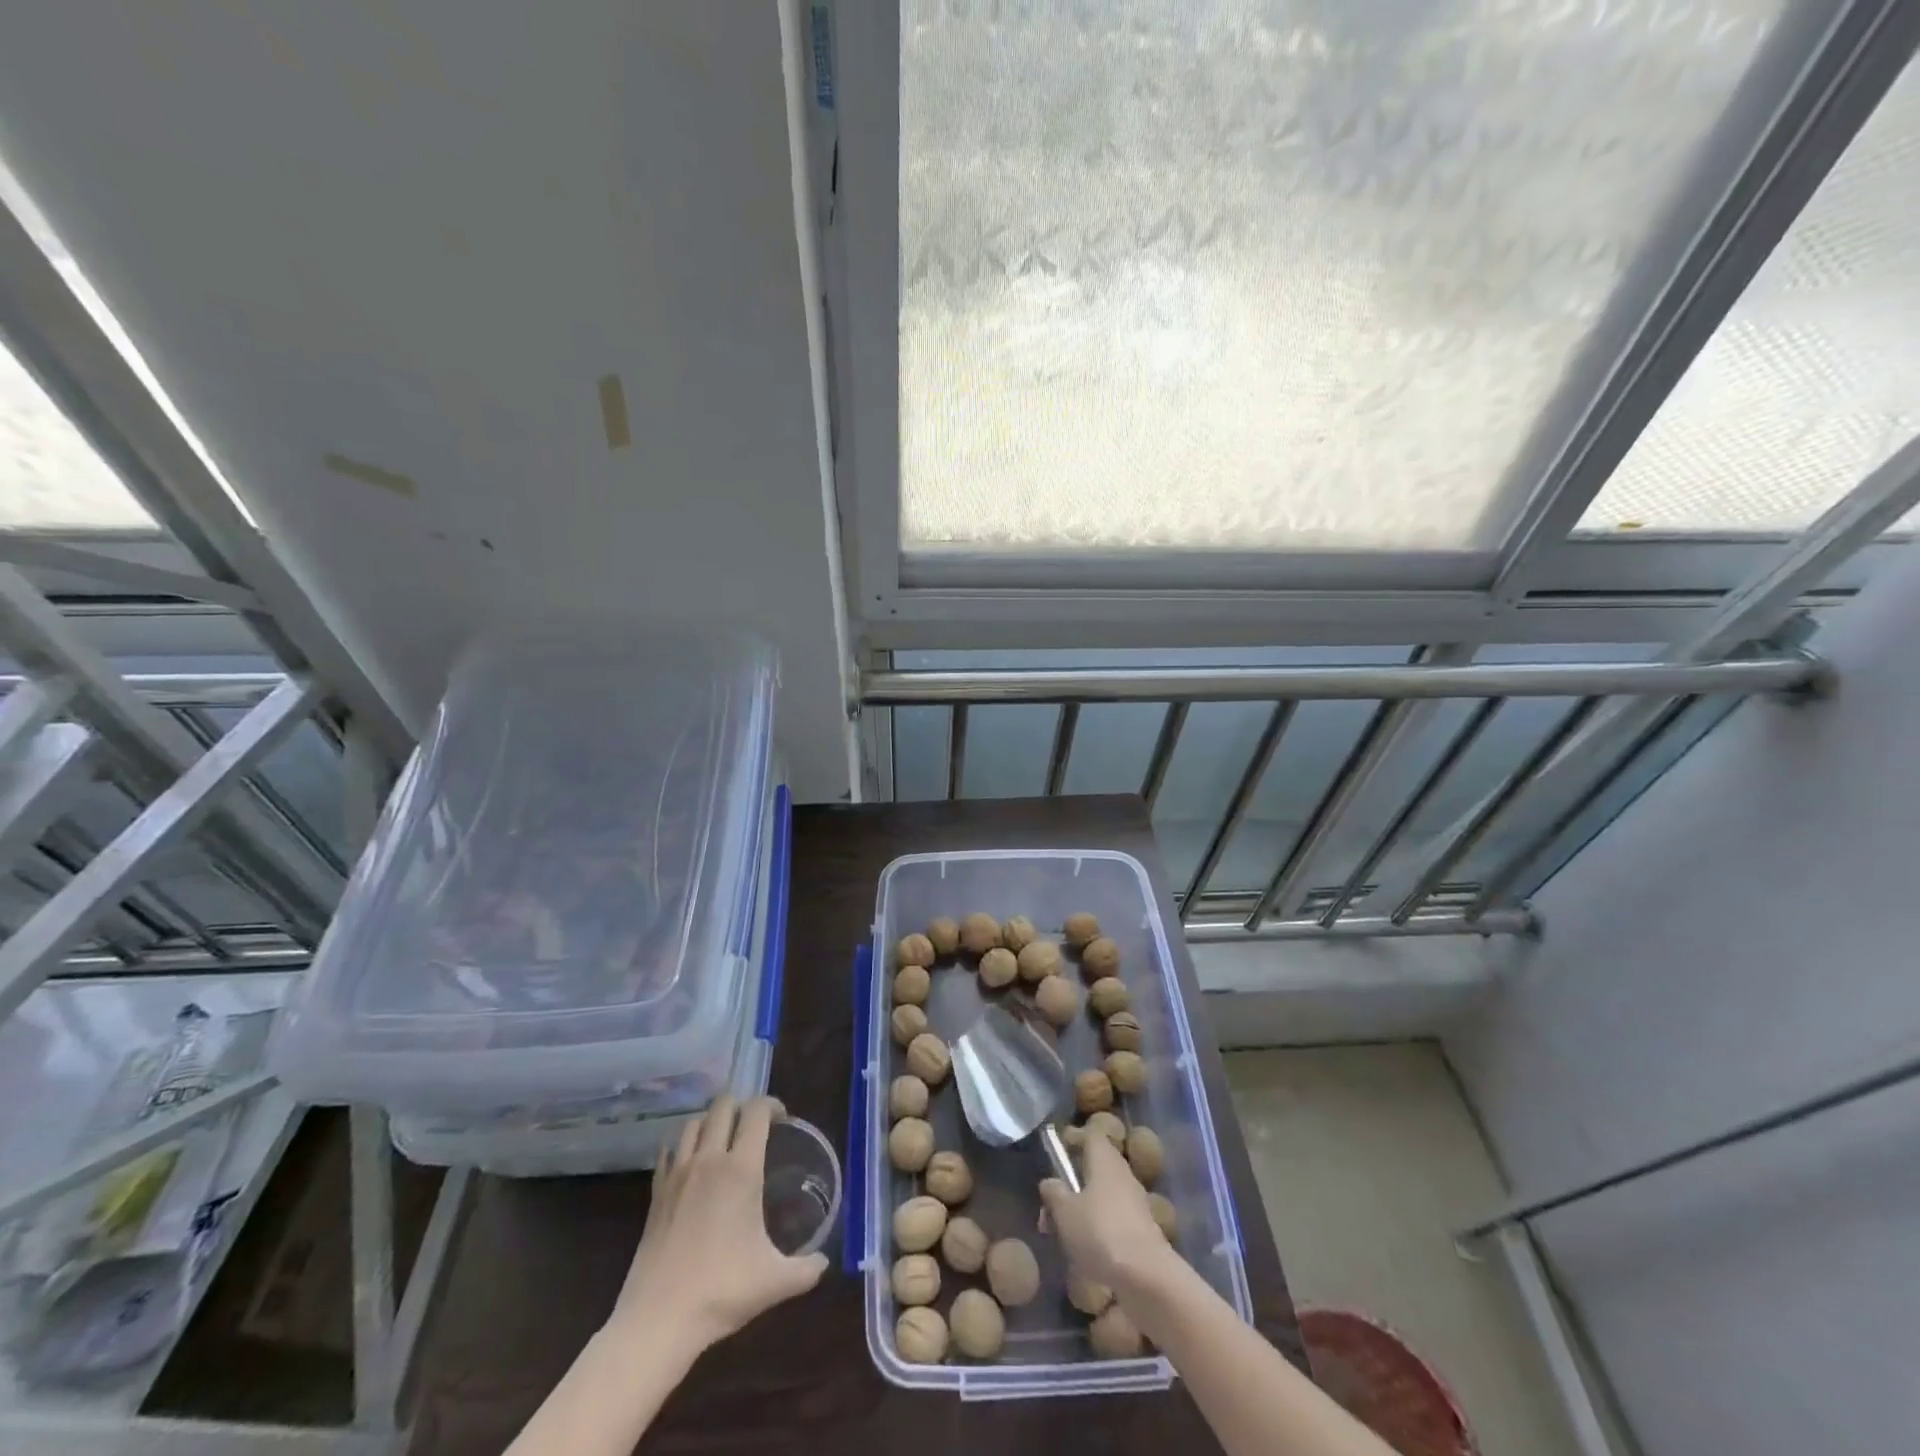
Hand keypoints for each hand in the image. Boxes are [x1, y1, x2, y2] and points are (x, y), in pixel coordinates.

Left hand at [609, 1096, 828, 1356]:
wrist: (657, 1320)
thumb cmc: (721, 1291)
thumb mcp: (775, 1281)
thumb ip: (807, 1268)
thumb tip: (824, 1261)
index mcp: (741, 1169)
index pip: (756, 1111)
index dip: (772, 1105)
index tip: (782, 1120)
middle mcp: (709, 1160)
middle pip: (723, 1105)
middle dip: (742, 1106)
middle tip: (754, 1128)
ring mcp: (677, 1173)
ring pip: (694, 1122)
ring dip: (711, 1121)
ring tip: (723, 1141)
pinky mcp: (655, 1192)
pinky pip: (669, 1151)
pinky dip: (682, 1146)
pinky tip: (690, 1165)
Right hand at [1040, 1133, 1177, 1296]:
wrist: (1148, 1279)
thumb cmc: (1101, 1233)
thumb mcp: (1064, 1212)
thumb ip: (1053, 1193)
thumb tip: (1050, 1182)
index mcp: (1105, 1160)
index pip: (1092, 1135)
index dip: (1075, 1139)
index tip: (1057, 1154)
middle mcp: (1123, 1175)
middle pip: (1095, 1168)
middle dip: (1072, 1184)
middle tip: (1049, 1207)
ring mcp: (1135, 1205)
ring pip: (1102, 1197)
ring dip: (1082, 1211)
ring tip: (1061, 1236)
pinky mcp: (1142, 1233)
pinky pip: (1113, 1221)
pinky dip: (1097, 1231)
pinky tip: (1084, 1255)